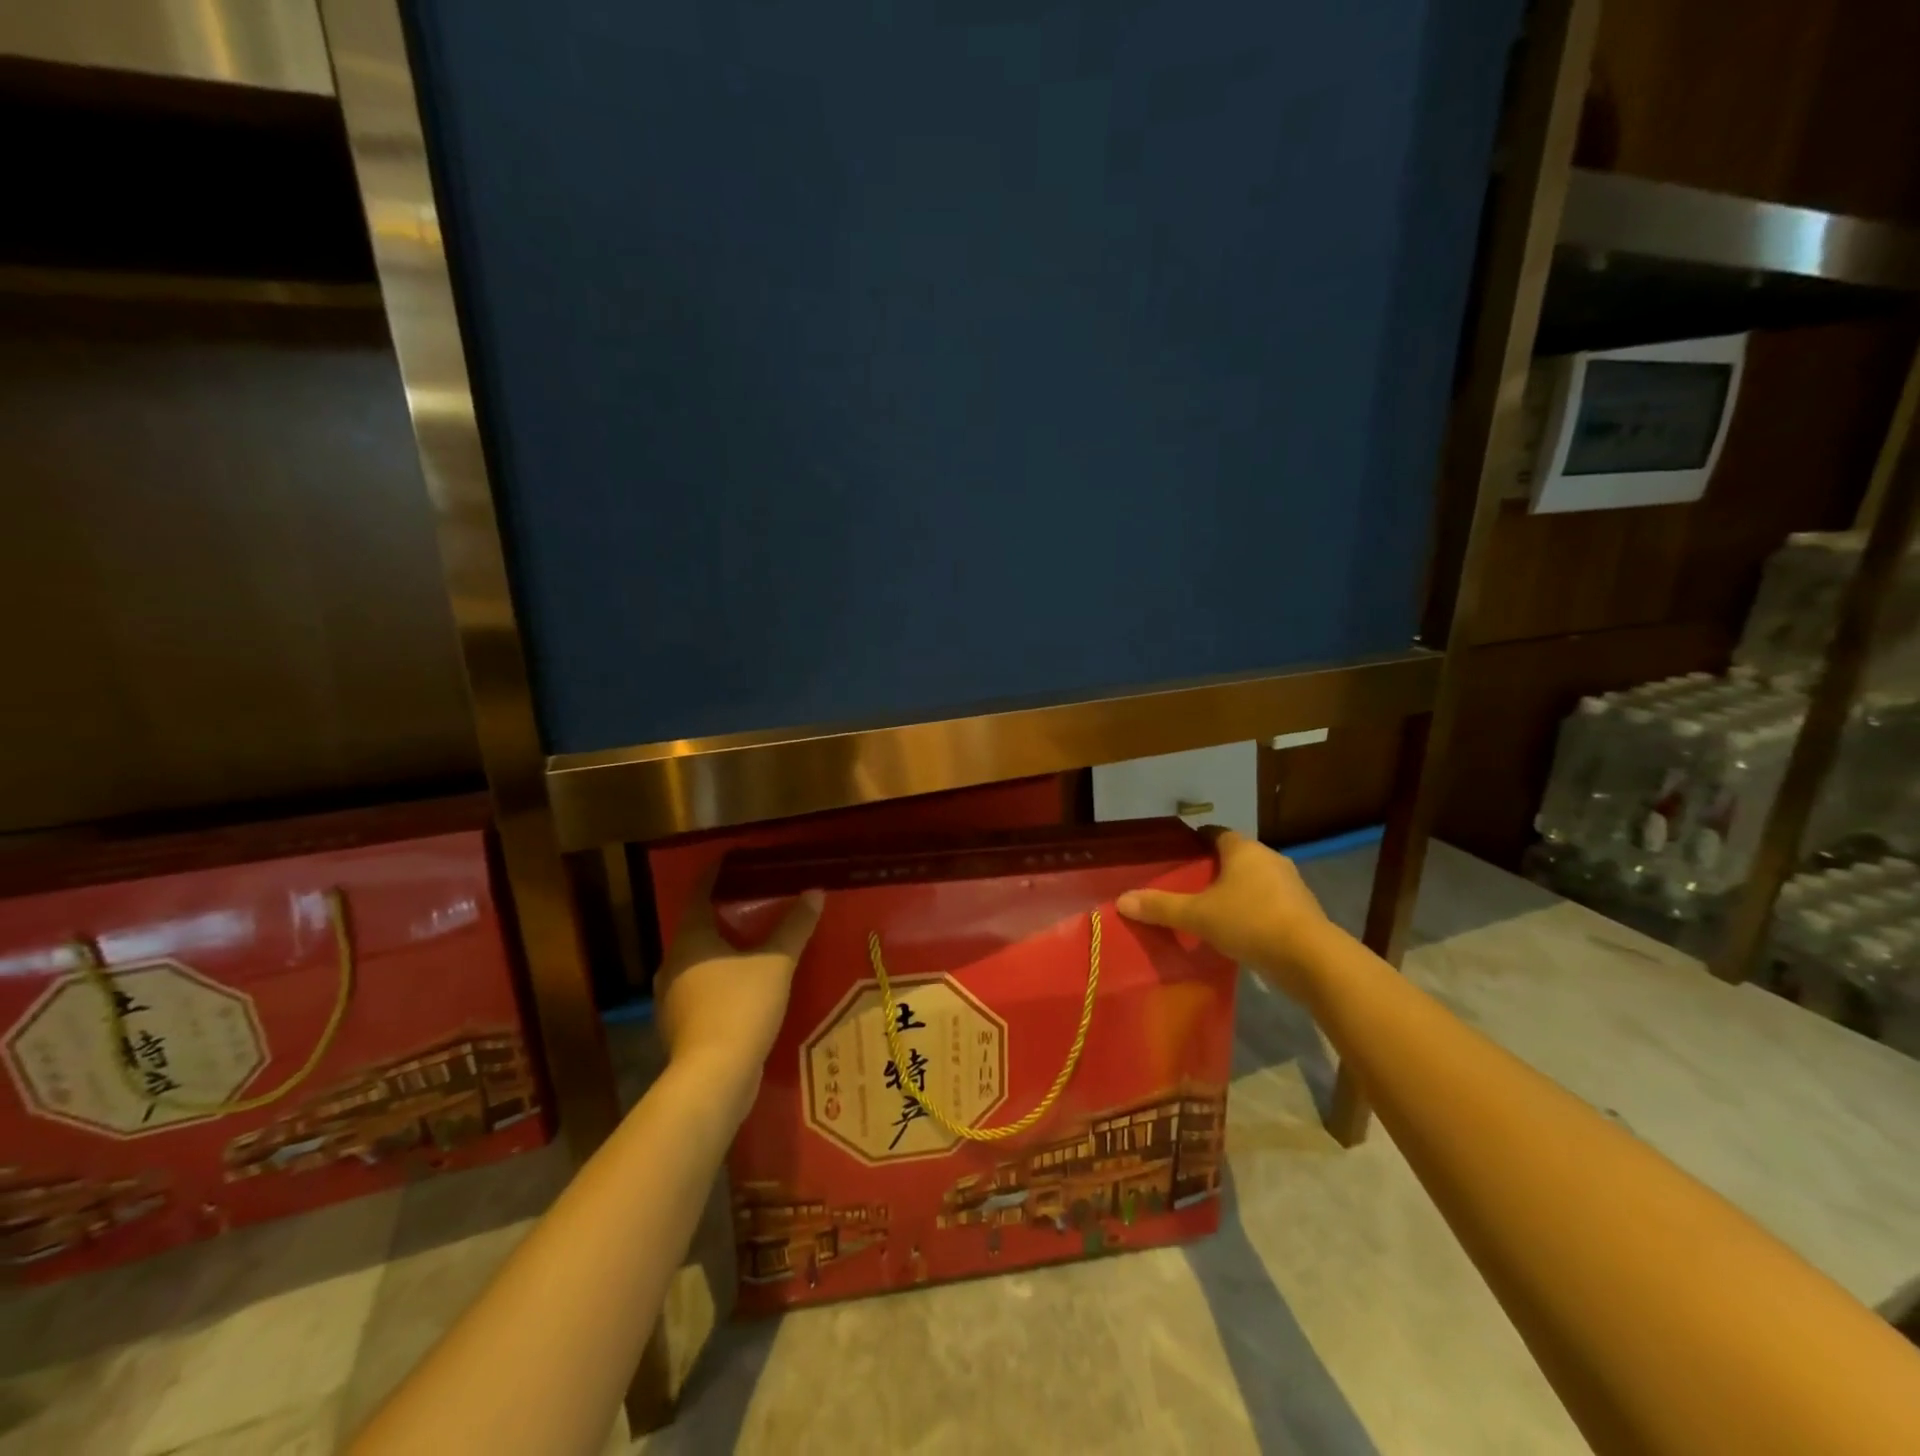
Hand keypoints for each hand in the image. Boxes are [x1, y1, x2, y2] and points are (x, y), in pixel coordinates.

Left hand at [654, 879, 823, 1119]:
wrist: (714, 1077)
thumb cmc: (741, 1006)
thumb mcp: (776, 962)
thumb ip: (794, 927)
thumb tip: (815, 892)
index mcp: (690, 941)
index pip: (699, 895)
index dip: (714, 876)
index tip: (731, 861)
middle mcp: (673, 965)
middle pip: (696, 930)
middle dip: (722, 917)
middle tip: (753, 904)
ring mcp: (673, 1000)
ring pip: (698, 963)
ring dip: (722, 953)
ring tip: (754, 946)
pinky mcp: (681, 1028)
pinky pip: (702, 991)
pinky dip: (722, 982)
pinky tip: (746, 989)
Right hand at [1116, 829, 1334, 999]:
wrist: (1311, 959)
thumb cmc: (1250, 922)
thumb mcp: (1198, 916)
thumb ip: (1161, 907)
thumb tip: (1121, 900)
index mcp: (1244, 850)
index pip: (1216, 834)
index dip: (1197, 840)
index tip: (1181, 852)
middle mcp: (1270, 859)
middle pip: (1237, 856)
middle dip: (1216, 868)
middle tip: (1190, 883)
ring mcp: (1291, 885)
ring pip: (1256, 880)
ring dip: (1237, 890)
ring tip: (1212, 908)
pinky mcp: (1303, 911)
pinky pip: (1270, 902)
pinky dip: (1254, 910)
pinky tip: (1240, 930)